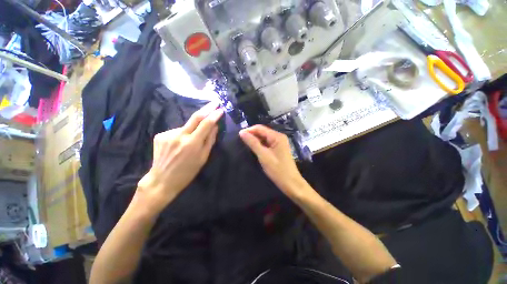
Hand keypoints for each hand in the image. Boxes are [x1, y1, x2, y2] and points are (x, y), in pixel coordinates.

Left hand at [137, 102, 223, 211]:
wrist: (162, 180)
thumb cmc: (187, 172)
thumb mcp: (203, 158)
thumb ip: (210, 140)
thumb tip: (215, 126)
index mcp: (192, 143)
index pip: (206, 124)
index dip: (214, 115)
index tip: (221, 109)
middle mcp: (179, 136)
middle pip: (195, 117)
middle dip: (207, 108)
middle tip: (214, 102)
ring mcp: (168, 134)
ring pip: (186, 126)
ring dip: (192, 129)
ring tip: (191, 141)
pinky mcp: (160, 135)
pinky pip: (176, 131)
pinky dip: (182, 134)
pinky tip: (179, 144)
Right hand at [239, 125, 307, 197]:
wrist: (291, 183)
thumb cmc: (278, 170)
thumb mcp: (263, 156)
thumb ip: (253, 143)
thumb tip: (242, 132)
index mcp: (277, 136)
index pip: (260, 128)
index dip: (249, 130)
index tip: (238, 136)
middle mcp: (279, 137)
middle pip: (262, 132)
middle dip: (252, 135)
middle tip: (240, 141)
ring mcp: (279, 143)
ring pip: (264, 138)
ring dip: (255, 140)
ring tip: (245, 145)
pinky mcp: (278, 149)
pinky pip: (267, 144)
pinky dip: (260, 145)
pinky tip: (254, 148)